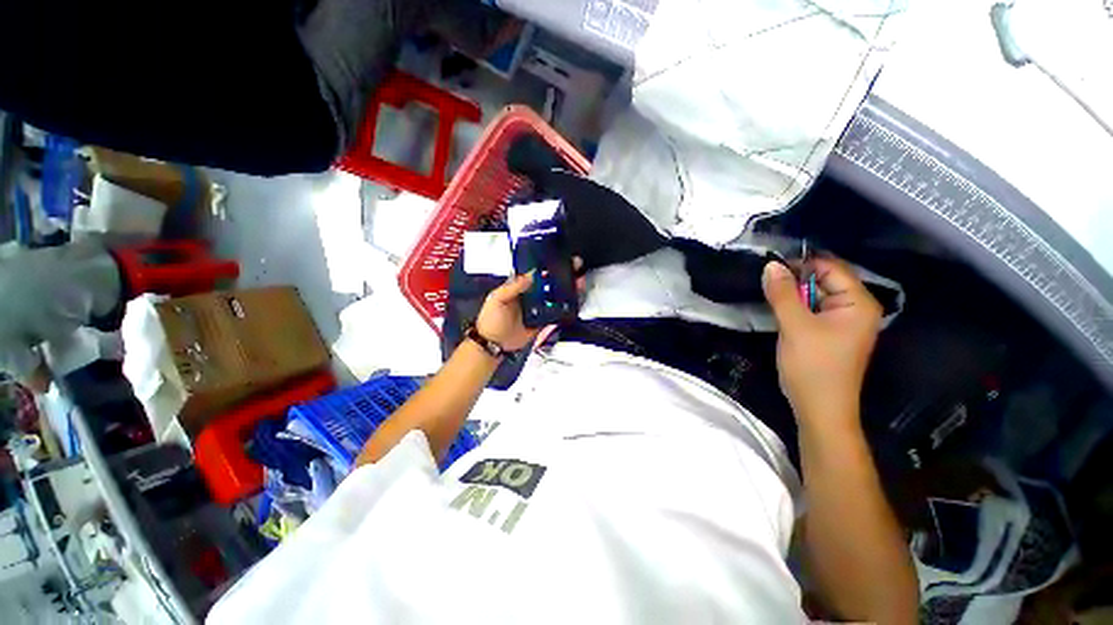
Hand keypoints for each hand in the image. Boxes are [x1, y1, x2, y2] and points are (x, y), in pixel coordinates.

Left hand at [475, 258, 586, 352]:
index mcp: (518, 287)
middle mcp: (530, 296)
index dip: (546, 266)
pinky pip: (555, 314)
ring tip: (579, 283)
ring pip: (555, 297)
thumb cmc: (490, 319)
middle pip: (548, 284)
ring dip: (566, 291)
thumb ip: (512, 287)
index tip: (559, 258)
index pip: (535, 273)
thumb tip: (531, 275)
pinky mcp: (542, 322)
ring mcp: (537, 309)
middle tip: (575, 267)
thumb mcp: (496, 299)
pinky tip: (574, 302)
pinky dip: (565, 309)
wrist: (493, 344)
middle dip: (562, 275)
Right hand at [762, 258, 881, 429]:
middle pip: (824, 280)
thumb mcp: (795, 326)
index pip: (832, 268)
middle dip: (795, 279)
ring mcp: (842, 322)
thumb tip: (770, 265)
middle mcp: (855, 309)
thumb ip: (783, 293)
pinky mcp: (829, 333)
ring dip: (792, 294)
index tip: (771, 265)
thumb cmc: (813, 366)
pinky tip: (778, 309)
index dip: (802, 263)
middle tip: (766, 281)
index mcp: (858, 303)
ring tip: (769, 294)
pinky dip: (795, 307)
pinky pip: (812, 310)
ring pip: (815, 296)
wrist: (819, 409)